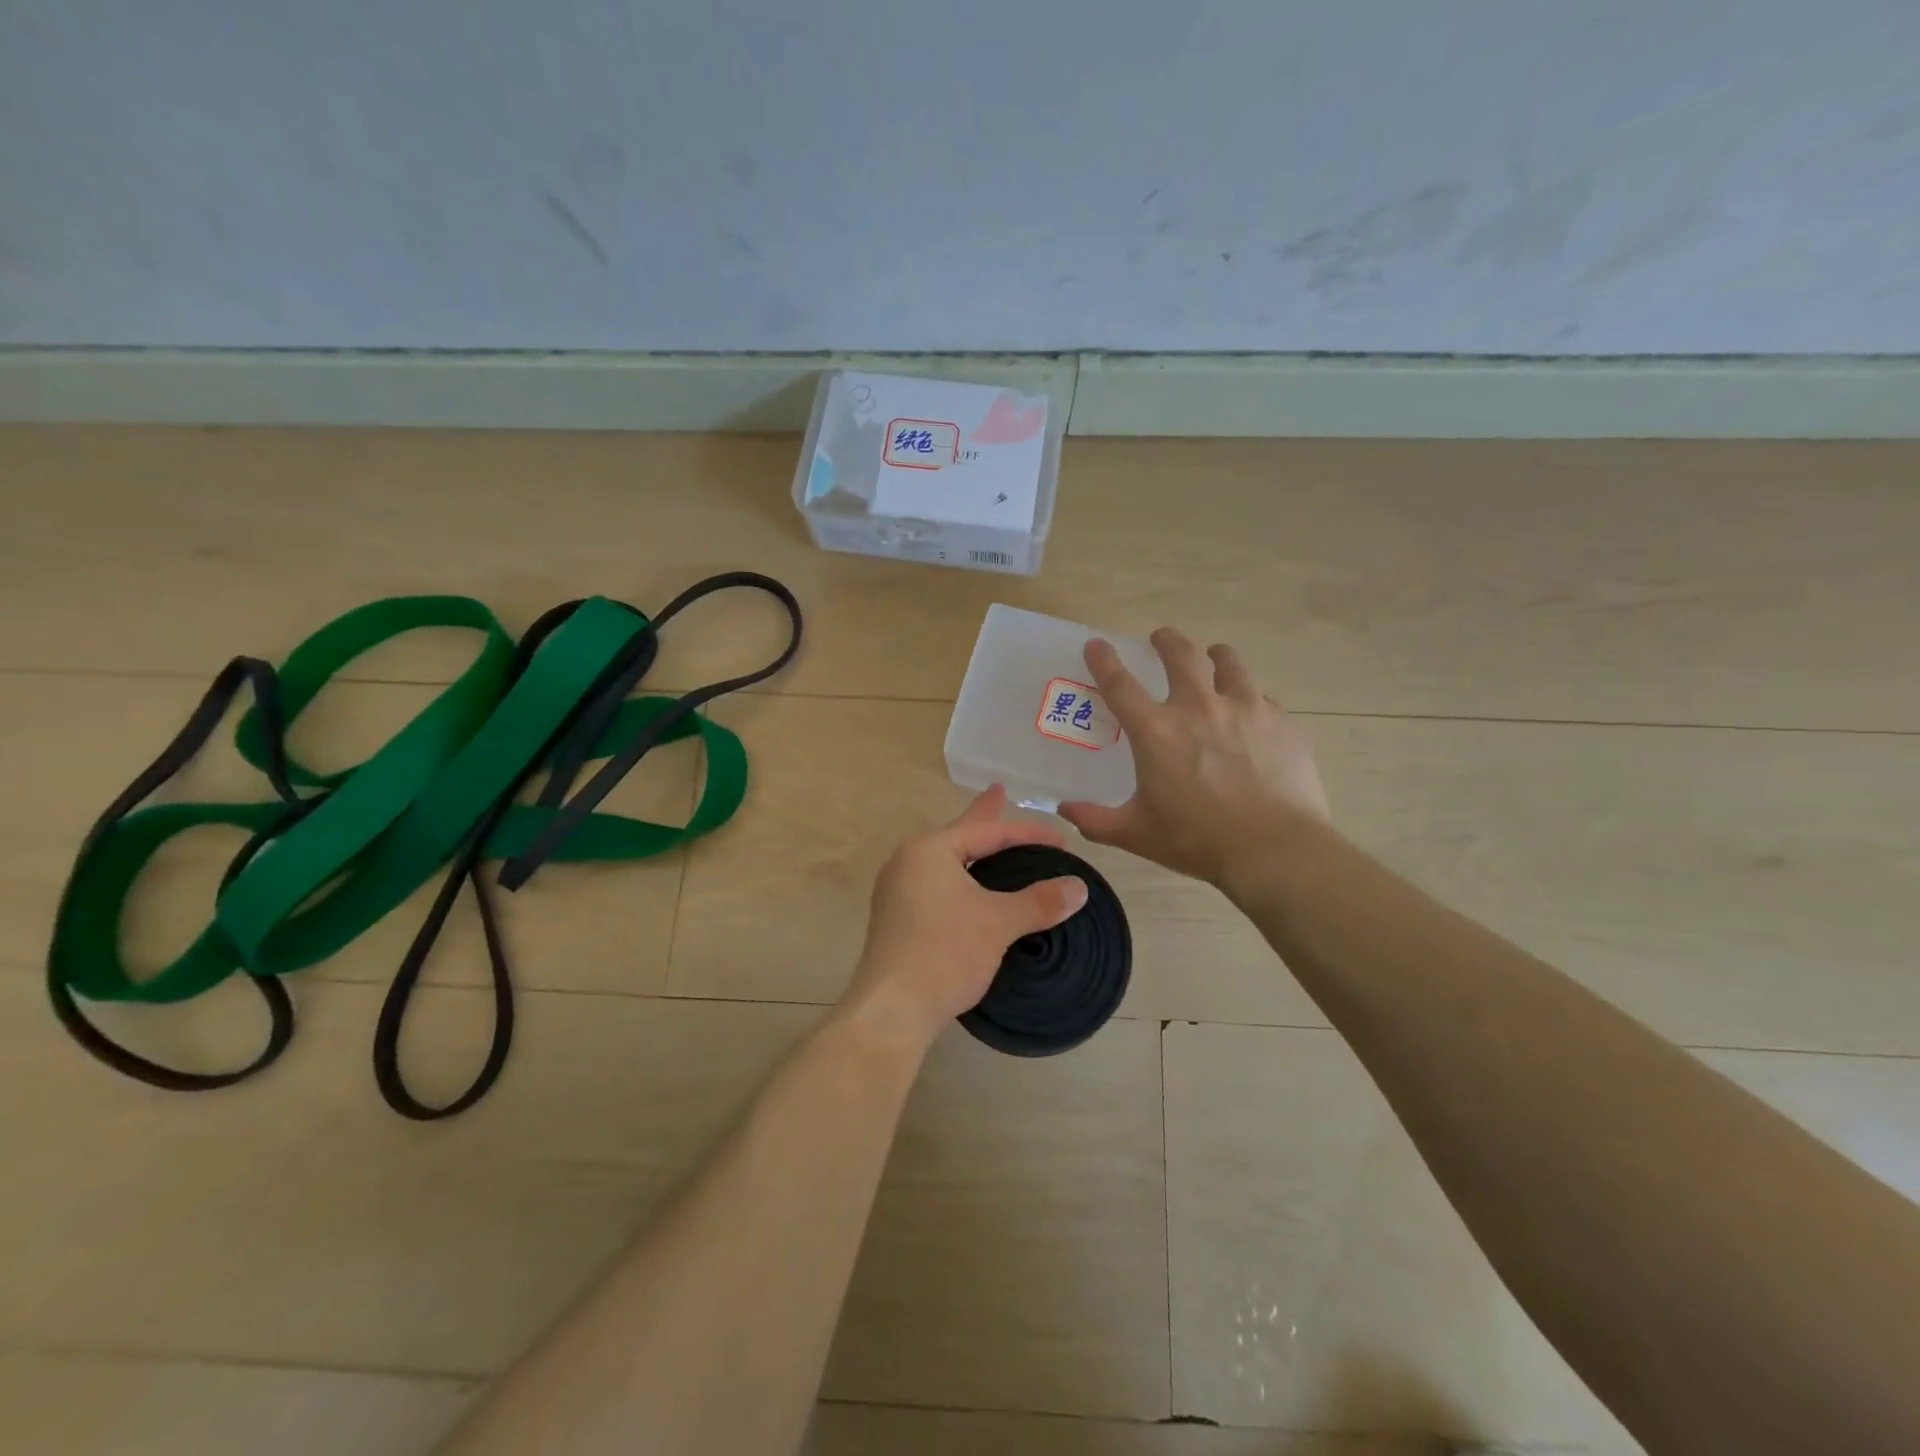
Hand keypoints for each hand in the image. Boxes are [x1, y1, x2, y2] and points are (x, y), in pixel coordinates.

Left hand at [844, 786, 1088, 1050]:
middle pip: (959, 834)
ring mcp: (897, 890)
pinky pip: (937, 883)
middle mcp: (907, 861)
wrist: (892, 1009)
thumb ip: (1039, 901)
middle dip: (984, 817)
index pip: (987, 832)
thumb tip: (1079, 888)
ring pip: (947, 861)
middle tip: (999, 792)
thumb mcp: (998, 923)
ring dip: (972, 851)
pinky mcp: (897, 918)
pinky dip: (961, 877)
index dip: (1027, 834)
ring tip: (989, 841)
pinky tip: (970, 887)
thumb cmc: (944, 953)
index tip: (1061, 841)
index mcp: (929, 850)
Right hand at [1059, 628, 1331, 894]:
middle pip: (1180, 655)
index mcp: (1157, 732)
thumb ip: (1096, 820)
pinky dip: (1251, 699)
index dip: (1103, 660)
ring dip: (1216, 656)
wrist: (1275, 849)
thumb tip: (1064, 810)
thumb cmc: (1198, 840)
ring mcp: (1246, 709)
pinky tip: (1252, 715)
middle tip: (1161, 639)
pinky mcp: (1282, 722)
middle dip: (1166, 640)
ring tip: (1215, 658)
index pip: (1120, 684)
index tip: (1096, 645)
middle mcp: (1199, 707)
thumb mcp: (1137, 833)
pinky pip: (1263, 698)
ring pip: (1229, 663)